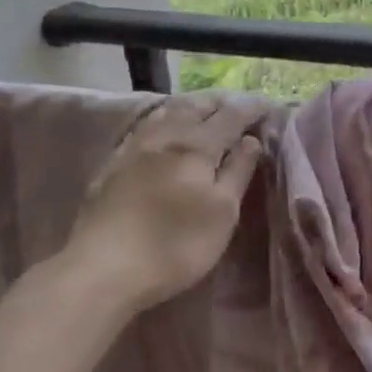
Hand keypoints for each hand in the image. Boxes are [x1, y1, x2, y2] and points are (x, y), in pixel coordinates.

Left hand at [62, 94, 266, 312]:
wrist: (103, 269)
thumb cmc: (175, 245)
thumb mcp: (222, 213)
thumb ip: (238, 172)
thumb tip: (251, 140)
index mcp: (197, 146)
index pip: (231, 116)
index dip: (251, 109)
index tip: (268, 106)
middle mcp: (165, 136)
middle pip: (196, 106)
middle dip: (221, 103)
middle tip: (239, 106)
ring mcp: (134, 148)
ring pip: (167, 111)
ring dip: (191, 106)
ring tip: (204, 109)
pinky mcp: (112, 164)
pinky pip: (144, 126)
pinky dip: (163, 118)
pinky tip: (163, 126)